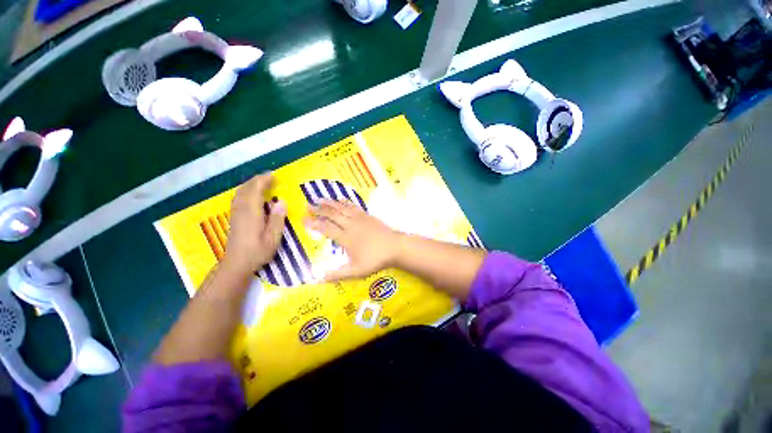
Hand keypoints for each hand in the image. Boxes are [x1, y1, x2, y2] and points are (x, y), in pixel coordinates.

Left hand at [223, 173, 286, 273]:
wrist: (237, 264)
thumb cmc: (258, 251)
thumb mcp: (273, 237)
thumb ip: (277, 219)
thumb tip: (281, 201)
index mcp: (251, 212)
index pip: (255, 190)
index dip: (263, 180)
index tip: (273, 175)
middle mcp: (241, 209)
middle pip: (246, 189)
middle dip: (257, 180)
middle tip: (270, 177)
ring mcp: (235, 213)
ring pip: (240, 192)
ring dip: (250, 185)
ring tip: (262, 183)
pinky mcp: (234, 217)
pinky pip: (238, 198)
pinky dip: (245, 191)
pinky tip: (252, 195)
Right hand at [305, 199, 401, 281]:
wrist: (394, 247)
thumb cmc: (376, 259)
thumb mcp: (356, 271)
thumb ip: (338, 274)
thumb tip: (319, 278)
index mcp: (346, 238)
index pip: (326, 228)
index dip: (314, 223)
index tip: (303, 219)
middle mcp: (350, 225)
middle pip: (332, 215)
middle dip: (319, 209)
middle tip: (308, 205)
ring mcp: (359, 218)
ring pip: (341, 208)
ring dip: (330, 203)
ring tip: (320, 198)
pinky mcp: (367, 215)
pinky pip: (353, 206)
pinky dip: (344, 202)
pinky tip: (341, 199)